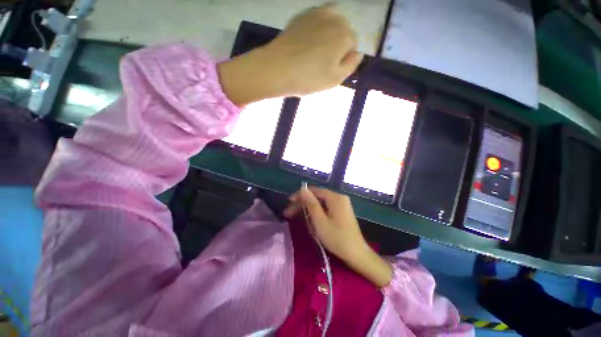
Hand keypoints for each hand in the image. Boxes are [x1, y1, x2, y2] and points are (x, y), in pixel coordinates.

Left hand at [218, 3, 363, 105]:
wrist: (278, 68)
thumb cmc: (309, 78)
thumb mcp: (335, 79)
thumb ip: (351, 65)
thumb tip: (358, 53)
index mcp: (345, 35)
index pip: (353, 44)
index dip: (344, 58)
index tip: (331, 69)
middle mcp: (334, 18)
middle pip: (343, 30)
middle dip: (337, 44)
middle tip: (322, 62)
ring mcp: (316, 13)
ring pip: (330, 23)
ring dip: (327, 34)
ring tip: (315, 52)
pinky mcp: (301, 16)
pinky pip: (315, 21)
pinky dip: (315, 30)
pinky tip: (305, 44)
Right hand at [284, 186, 392, 286]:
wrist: (357, 254)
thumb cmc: (337, 238)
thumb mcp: (320, 221)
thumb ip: (311, 203)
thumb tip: (302, 189)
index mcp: (335, 197)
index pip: (314, 191)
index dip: (300, 195)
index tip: (289, 203)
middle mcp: (339, 198)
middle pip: (317, 196)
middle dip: (303, 203)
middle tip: (289, 213)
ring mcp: (342, 205)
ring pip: (321, 203)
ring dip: (308, 208)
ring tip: (296, 216)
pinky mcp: (342, 212)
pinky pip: (326, 208)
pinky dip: (316, 212)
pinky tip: (309, 218)